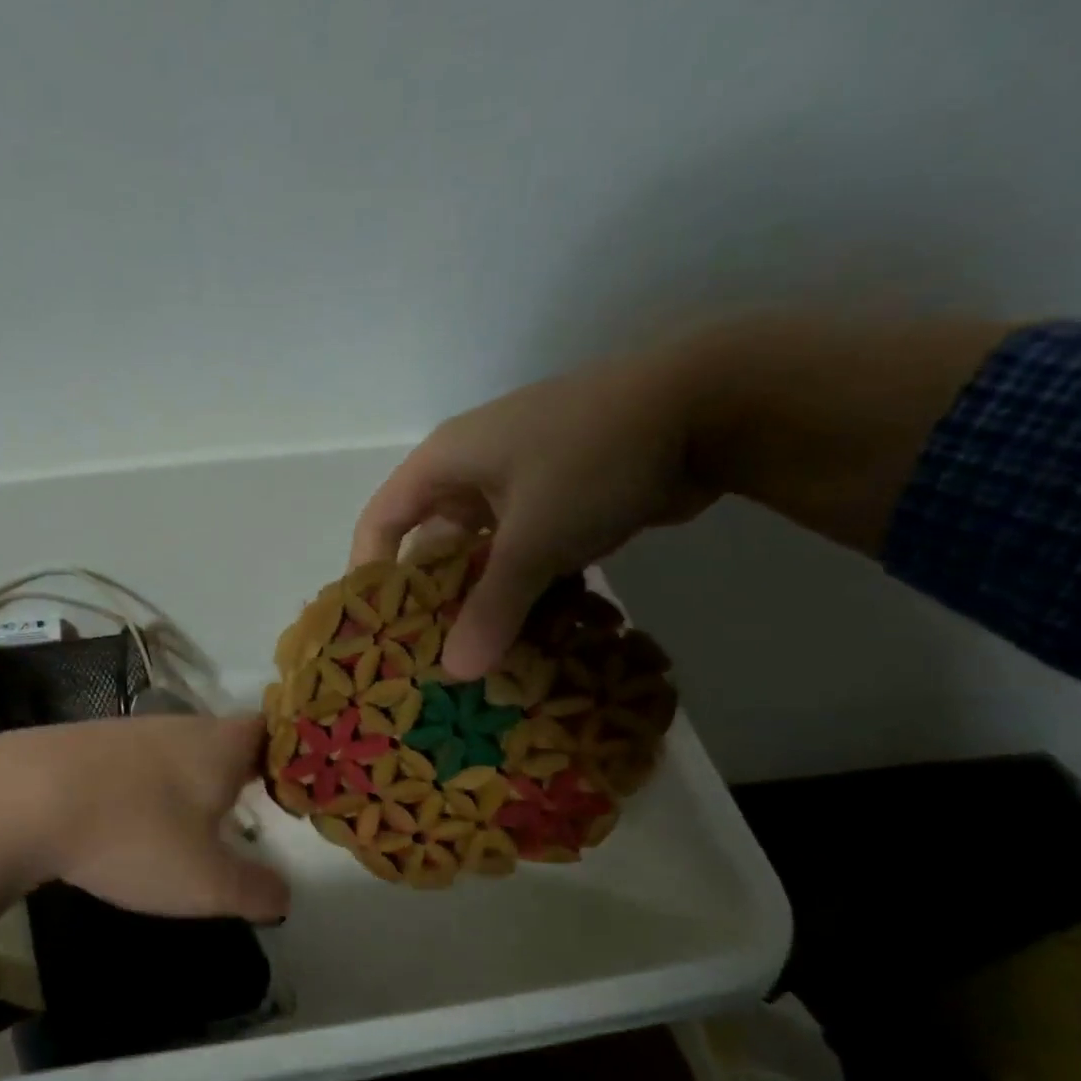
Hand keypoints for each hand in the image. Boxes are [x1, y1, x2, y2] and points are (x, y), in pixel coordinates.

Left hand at [0, 716, 286, 951]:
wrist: (23, 799)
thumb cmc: (134, 835)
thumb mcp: (204, 882)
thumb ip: (253, 891)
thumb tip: (283, 896)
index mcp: (220, 746)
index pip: (273, 730)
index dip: (291, 753)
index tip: (298, 783)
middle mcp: (180, 727)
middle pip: (225, 738)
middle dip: (241, 770)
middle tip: (253, 806)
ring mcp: (129, 731)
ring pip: (178, 749)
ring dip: (191, 779)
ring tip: (193, 819)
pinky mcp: (87, 745)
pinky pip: (135, 763)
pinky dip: (146, 787)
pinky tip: (132, 818)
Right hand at [350, 348, 710, 680]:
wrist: (711, 405)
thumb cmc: (593, 459)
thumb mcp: (534, 539)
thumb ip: (492, 608)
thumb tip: (456, 674)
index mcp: (445, 464)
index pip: (381, 521)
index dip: (370, 574)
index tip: (374, 629)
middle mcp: (473, 474)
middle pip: (432, 547)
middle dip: (433, 602)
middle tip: (430, 659)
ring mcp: (520, 489)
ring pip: (484, 559)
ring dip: (485, 605)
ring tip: (479, 659)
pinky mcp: (561, 505)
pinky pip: (526, 558)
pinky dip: (527, 593)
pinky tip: (532, 637)